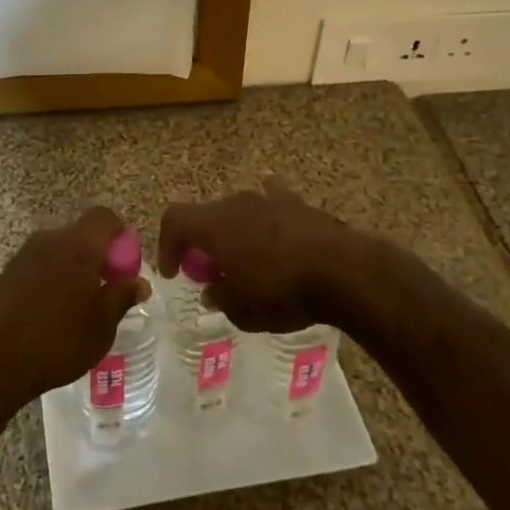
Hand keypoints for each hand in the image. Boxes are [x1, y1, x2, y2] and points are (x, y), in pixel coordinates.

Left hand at [0, 207, 149, 413]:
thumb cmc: (56, 342)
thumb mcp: (101, 327)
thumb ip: (121, 297)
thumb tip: (139, 282)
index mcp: (78, 245)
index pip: (104, 217)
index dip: (120, 235)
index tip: (125, 266)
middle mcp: (50, 239)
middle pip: (81, 234)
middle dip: (98, 256)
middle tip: (105, 290)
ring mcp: (24, 254)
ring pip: (59, 250)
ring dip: (74, 269)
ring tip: (79, 308)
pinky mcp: (7, 272)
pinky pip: (40, 265)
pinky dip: (52, 279)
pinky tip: (51, 315)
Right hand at [158, 178, 371, 332]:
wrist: (342, 270)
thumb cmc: (282, 291)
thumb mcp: (242, 310)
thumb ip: (220, 298)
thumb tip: (213, 290)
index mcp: (214, 224)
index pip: (174, 220)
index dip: (167, 245)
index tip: (174, 273)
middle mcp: (236, 203)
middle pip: (207, 216)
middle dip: (204, 244)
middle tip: (213, 274)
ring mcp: (269, 198)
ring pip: (239, 212)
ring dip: (236, 235)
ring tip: (249, 263)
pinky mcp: (298, 203)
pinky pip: (273, 205)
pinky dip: (267, 221)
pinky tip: (277, 237)